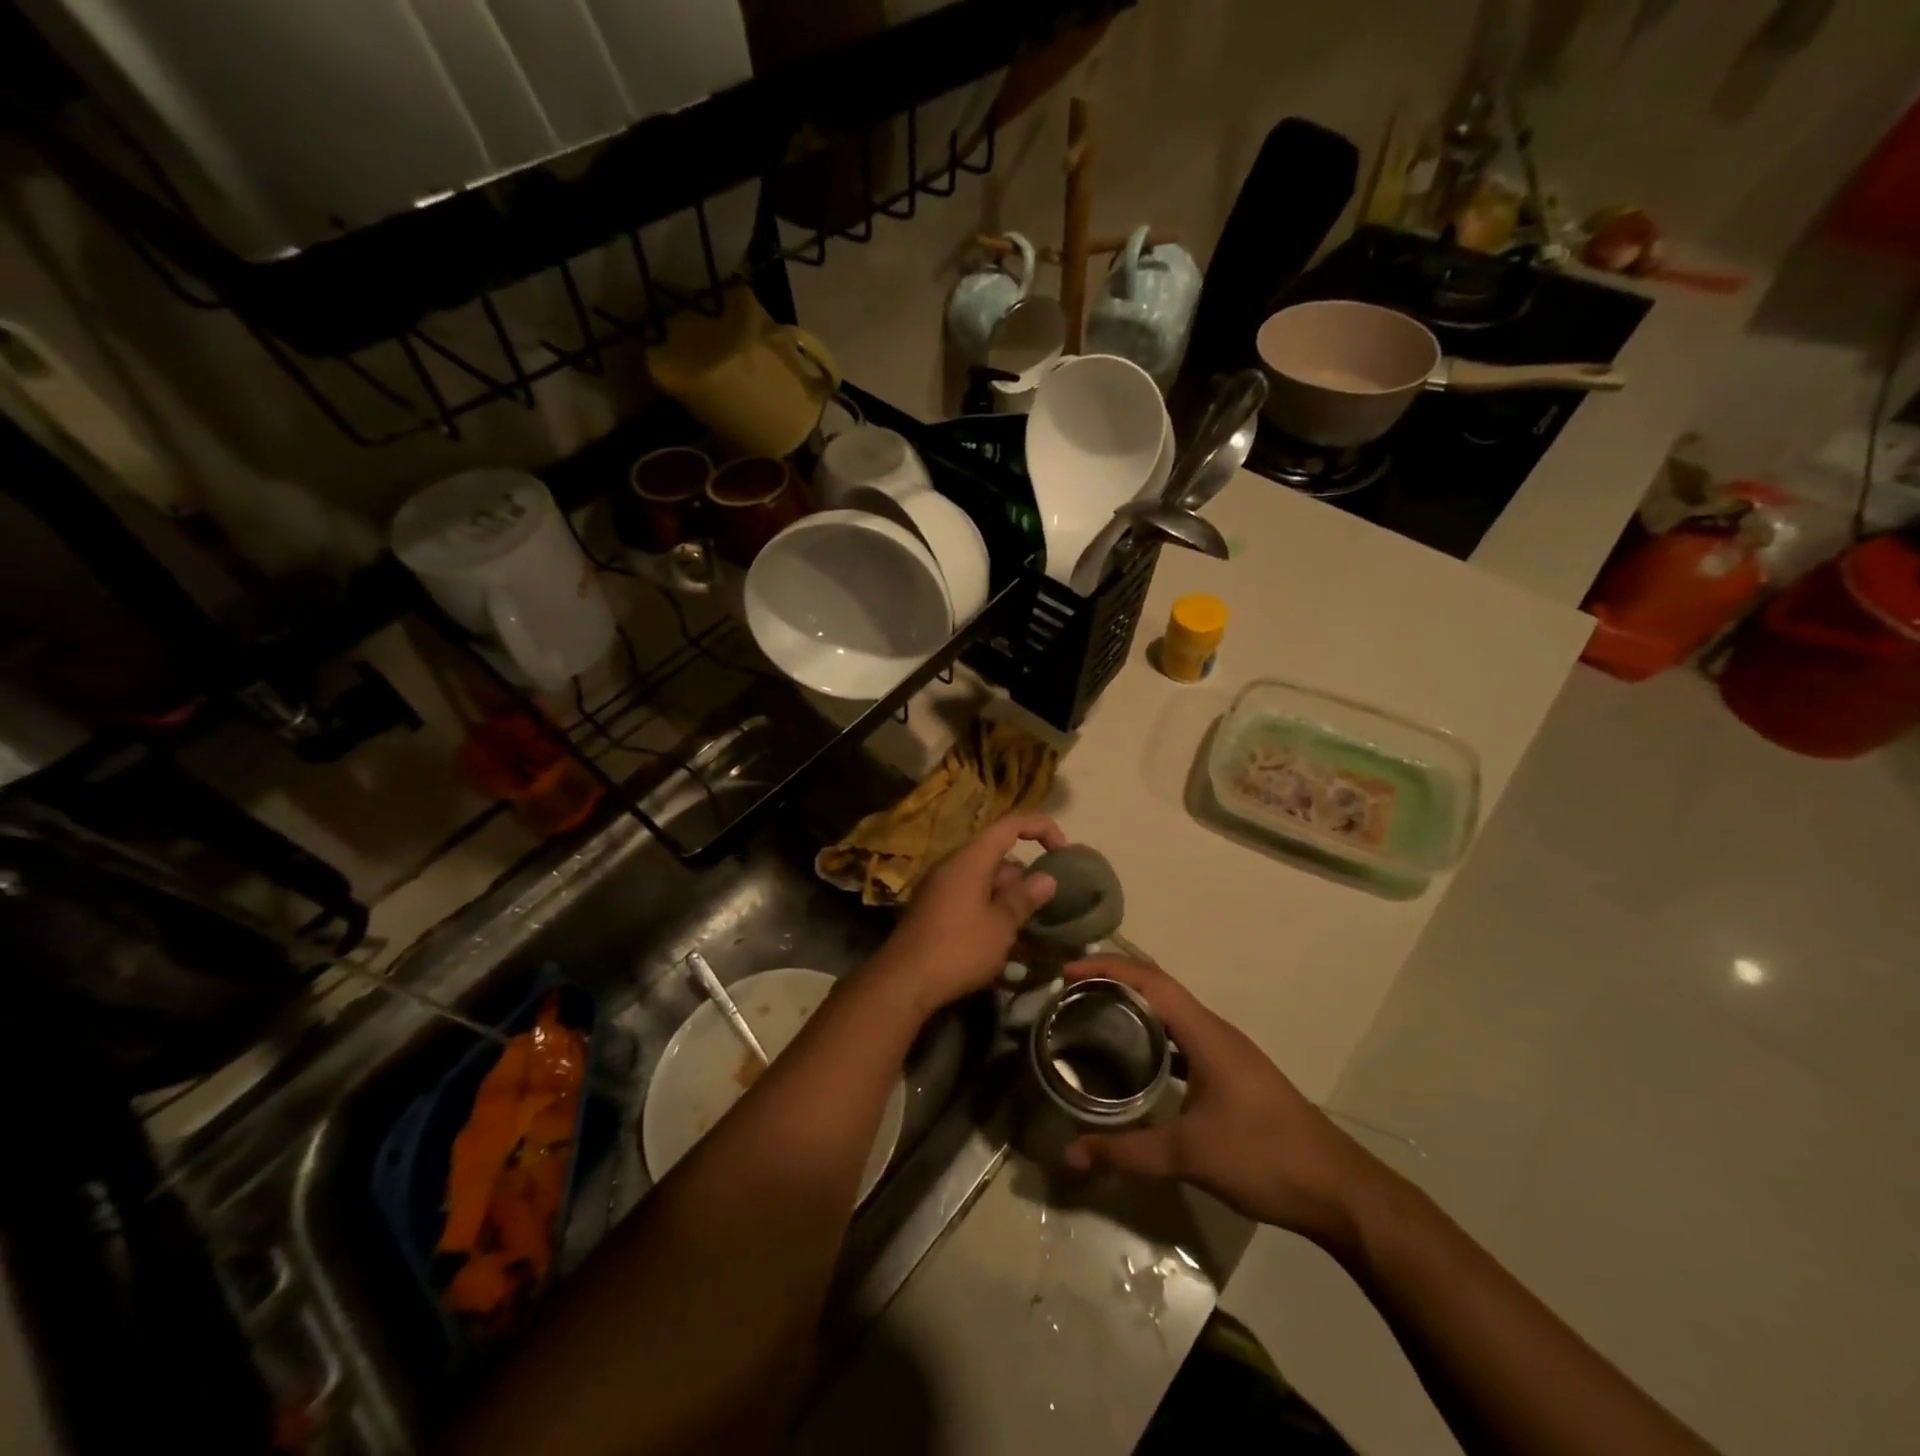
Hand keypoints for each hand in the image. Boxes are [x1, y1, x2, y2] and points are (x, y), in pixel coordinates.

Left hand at [867, 813, 1068, 1018]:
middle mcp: (952, 866)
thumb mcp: (1000, 925)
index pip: (1009, 826)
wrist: (903, 982)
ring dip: (1009, 898)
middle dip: (1025, 876)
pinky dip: (990, 910)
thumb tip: (1047, 878)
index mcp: (970, 859)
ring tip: (1032, 926)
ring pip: (984, 881)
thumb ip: (1024, 898)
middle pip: (997, 856)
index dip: (1040, 829)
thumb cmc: (958, 948)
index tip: (1063, 851)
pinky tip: (1004, 941)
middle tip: (1048, 903)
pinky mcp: (932, 911)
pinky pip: (969, 898)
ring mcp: (939, 888)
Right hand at [1061, 957, 1381, 1254]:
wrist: (1337, 1189)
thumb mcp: (1188, 1154)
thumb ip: (1127, 1152)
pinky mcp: (1231, 1073)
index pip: (1150, 980)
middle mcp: (1215, 1031)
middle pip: (1158, 987)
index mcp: (1205, 1033)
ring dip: (1134, 1006)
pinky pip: (1183, 1037)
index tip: (1068, 972)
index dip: (1107, 968)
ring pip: (1172, 1012)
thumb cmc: (1263, 1156)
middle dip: (1114, 980)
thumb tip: (1071, 1154)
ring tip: (1093, 1016)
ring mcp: (1226, 1051)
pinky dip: (1153, 1035)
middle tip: (1071, 992)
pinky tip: (1135, 1060)